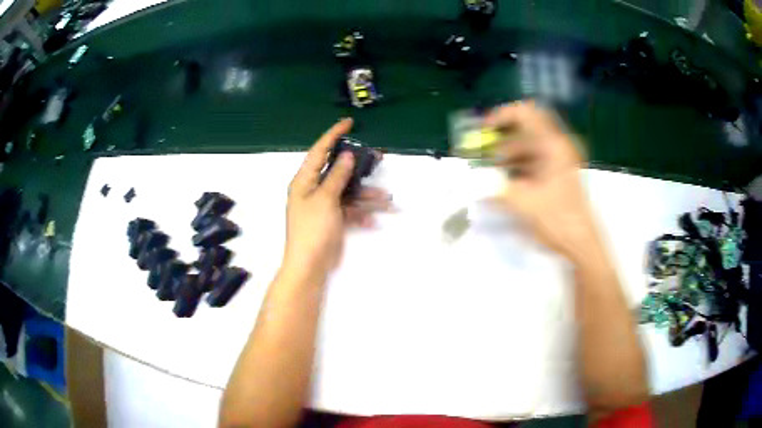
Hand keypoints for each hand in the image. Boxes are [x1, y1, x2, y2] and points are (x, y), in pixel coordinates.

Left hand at [283, 118, 389, 274]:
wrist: (310, 266)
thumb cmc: (313, 229)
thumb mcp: (325, 199)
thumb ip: (337, 176)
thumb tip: (347, 155)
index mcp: (304, 180)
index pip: (319, 151)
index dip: (333, 135)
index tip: (349, 122)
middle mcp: (313, 189)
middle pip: (338, 170)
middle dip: (358, 167)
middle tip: (378, 158)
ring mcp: (324, 205)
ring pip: (348, 192)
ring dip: (367, 196)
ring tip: (388, 199)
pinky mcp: (333, 219)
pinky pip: (350, 210)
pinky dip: (361, 214)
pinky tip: (373, 220)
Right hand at [485, 101, 598, 261]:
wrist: (582, 244)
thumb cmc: (557, 220)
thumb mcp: (523, 202)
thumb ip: (494, 186)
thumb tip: (471, 178)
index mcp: (553, 145)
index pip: (526, 113)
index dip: (502, 115)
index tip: (484, 129)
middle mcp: (557, 147)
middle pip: (526, 129)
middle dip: (502, 138)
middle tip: (483, 151)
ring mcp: (560, 161)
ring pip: (529, 146)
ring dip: (508, 154)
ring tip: (490, 170)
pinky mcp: (558, 174)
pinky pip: (534, 160)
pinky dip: (518, 166)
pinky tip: (504, 180)